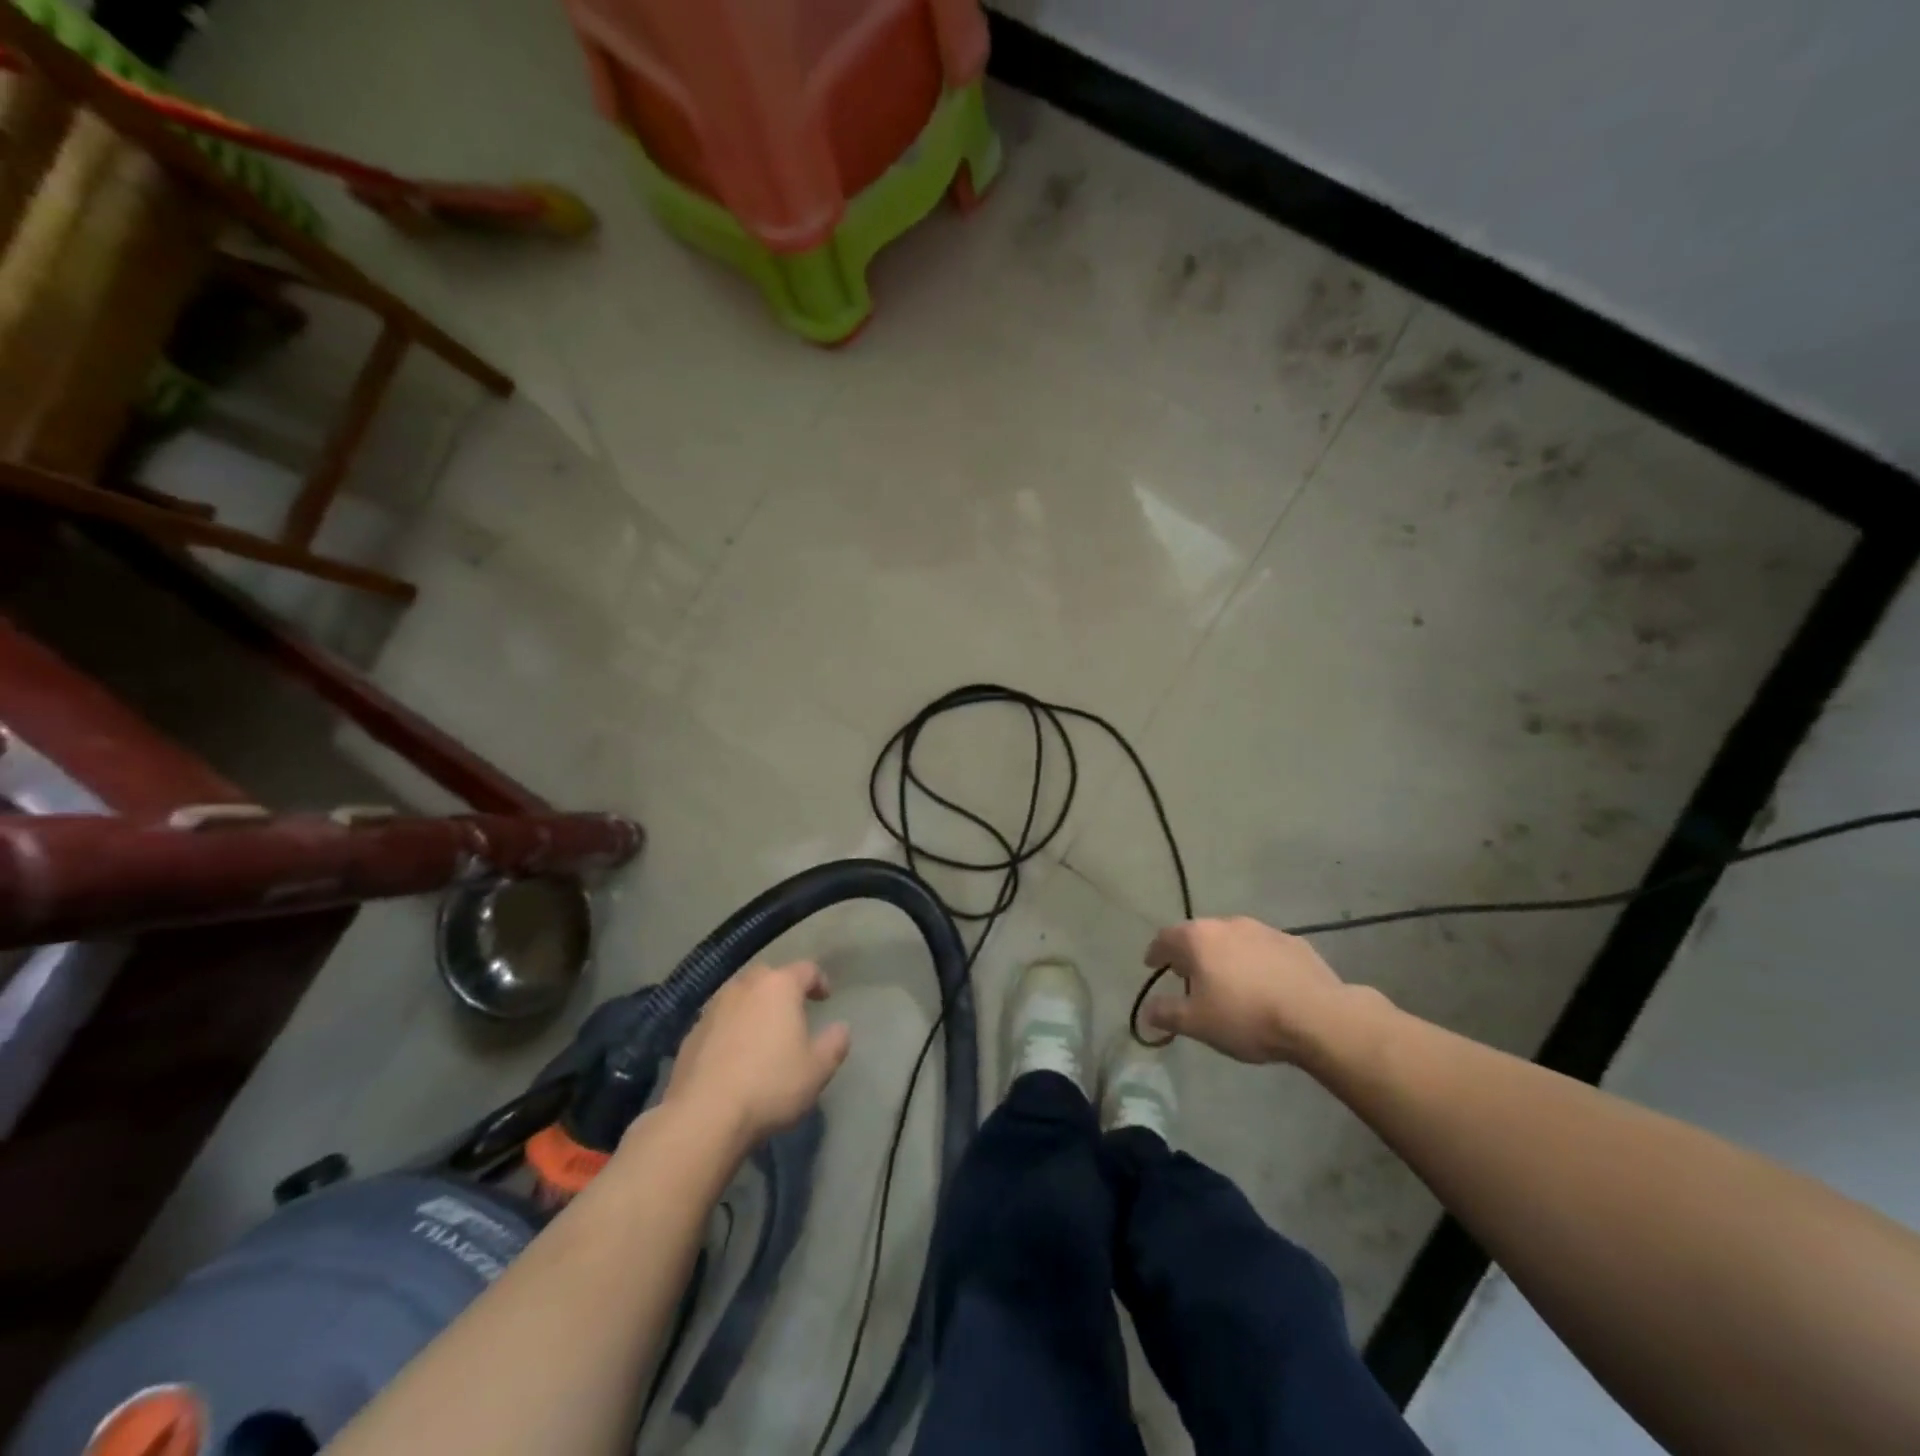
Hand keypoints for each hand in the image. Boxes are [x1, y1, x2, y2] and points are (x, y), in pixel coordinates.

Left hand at [661, 961, 850, 1149]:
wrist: (703, 1117)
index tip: (825, 998)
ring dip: (753, 1007)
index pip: (806, 970)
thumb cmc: (770, 1086)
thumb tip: (841, 1028)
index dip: (819, 981)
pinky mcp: (691, 1034)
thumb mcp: (817, 1070)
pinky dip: (730, 1028)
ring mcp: (713, 1008)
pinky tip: (734, 1055)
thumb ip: (834, 1043)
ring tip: (762, 1032)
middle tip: (792, 1012)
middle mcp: (744, 987)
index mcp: (779, 987)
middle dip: (782, 989)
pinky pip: (719, 1021)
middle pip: (768, 976)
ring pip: (739, 996)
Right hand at [1143, 917, 1370, 1064]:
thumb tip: (1147, 1011)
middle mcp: (1227, 924)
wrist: (1317, 1017)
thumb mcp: (1198, 1023)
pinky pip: (1262, 949)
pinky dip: (1254, 961)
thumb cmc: (1246, 1016)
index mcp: (1198, 938)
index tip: (1152, 964)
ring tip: (1227, 980)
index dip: (1155, 952)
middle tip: (1188, 976)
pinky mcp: (1293, 942)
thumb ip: (1167, 1013)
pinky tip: (1263, 983)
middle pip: (1199, 934)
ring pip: (1232, 939)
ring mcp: (1263, 930)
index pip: (1165, 938)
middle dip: (1190, 953)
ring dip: (1224, 955)